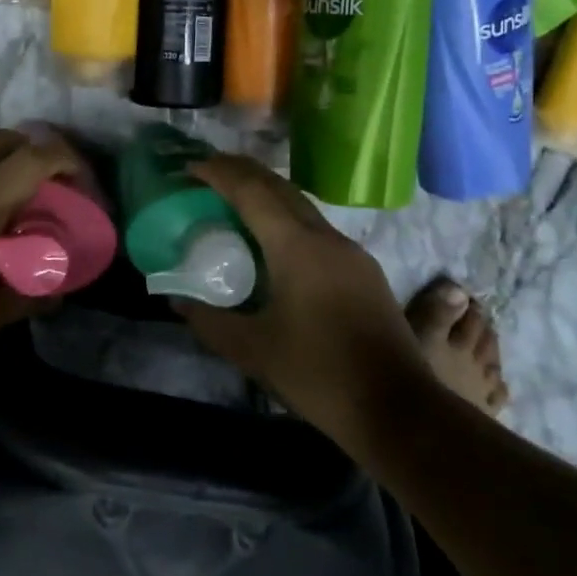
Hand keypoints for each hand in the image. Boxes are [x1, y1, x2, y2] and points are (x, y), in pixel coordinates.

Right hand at [174, 154, 431, 444]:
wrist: (398, 408)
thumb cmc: (319, 374)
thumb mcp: (253, 351)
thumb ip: (210, 321)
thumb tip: (178, 300)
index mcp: (296, 247)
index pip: (252, 192)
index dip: (219, 173)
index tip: (190, 167)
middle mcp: (326, 237)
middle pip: (279, 187)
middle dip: (242, 172)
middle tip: (207, 171)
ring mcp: (350, 252)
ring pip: (301, 205)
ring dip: (266, 193)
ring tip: (235, 199)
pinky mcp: (364, 271)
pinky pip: (316, 227)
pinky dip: (286, 217)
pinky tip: (274, 240)